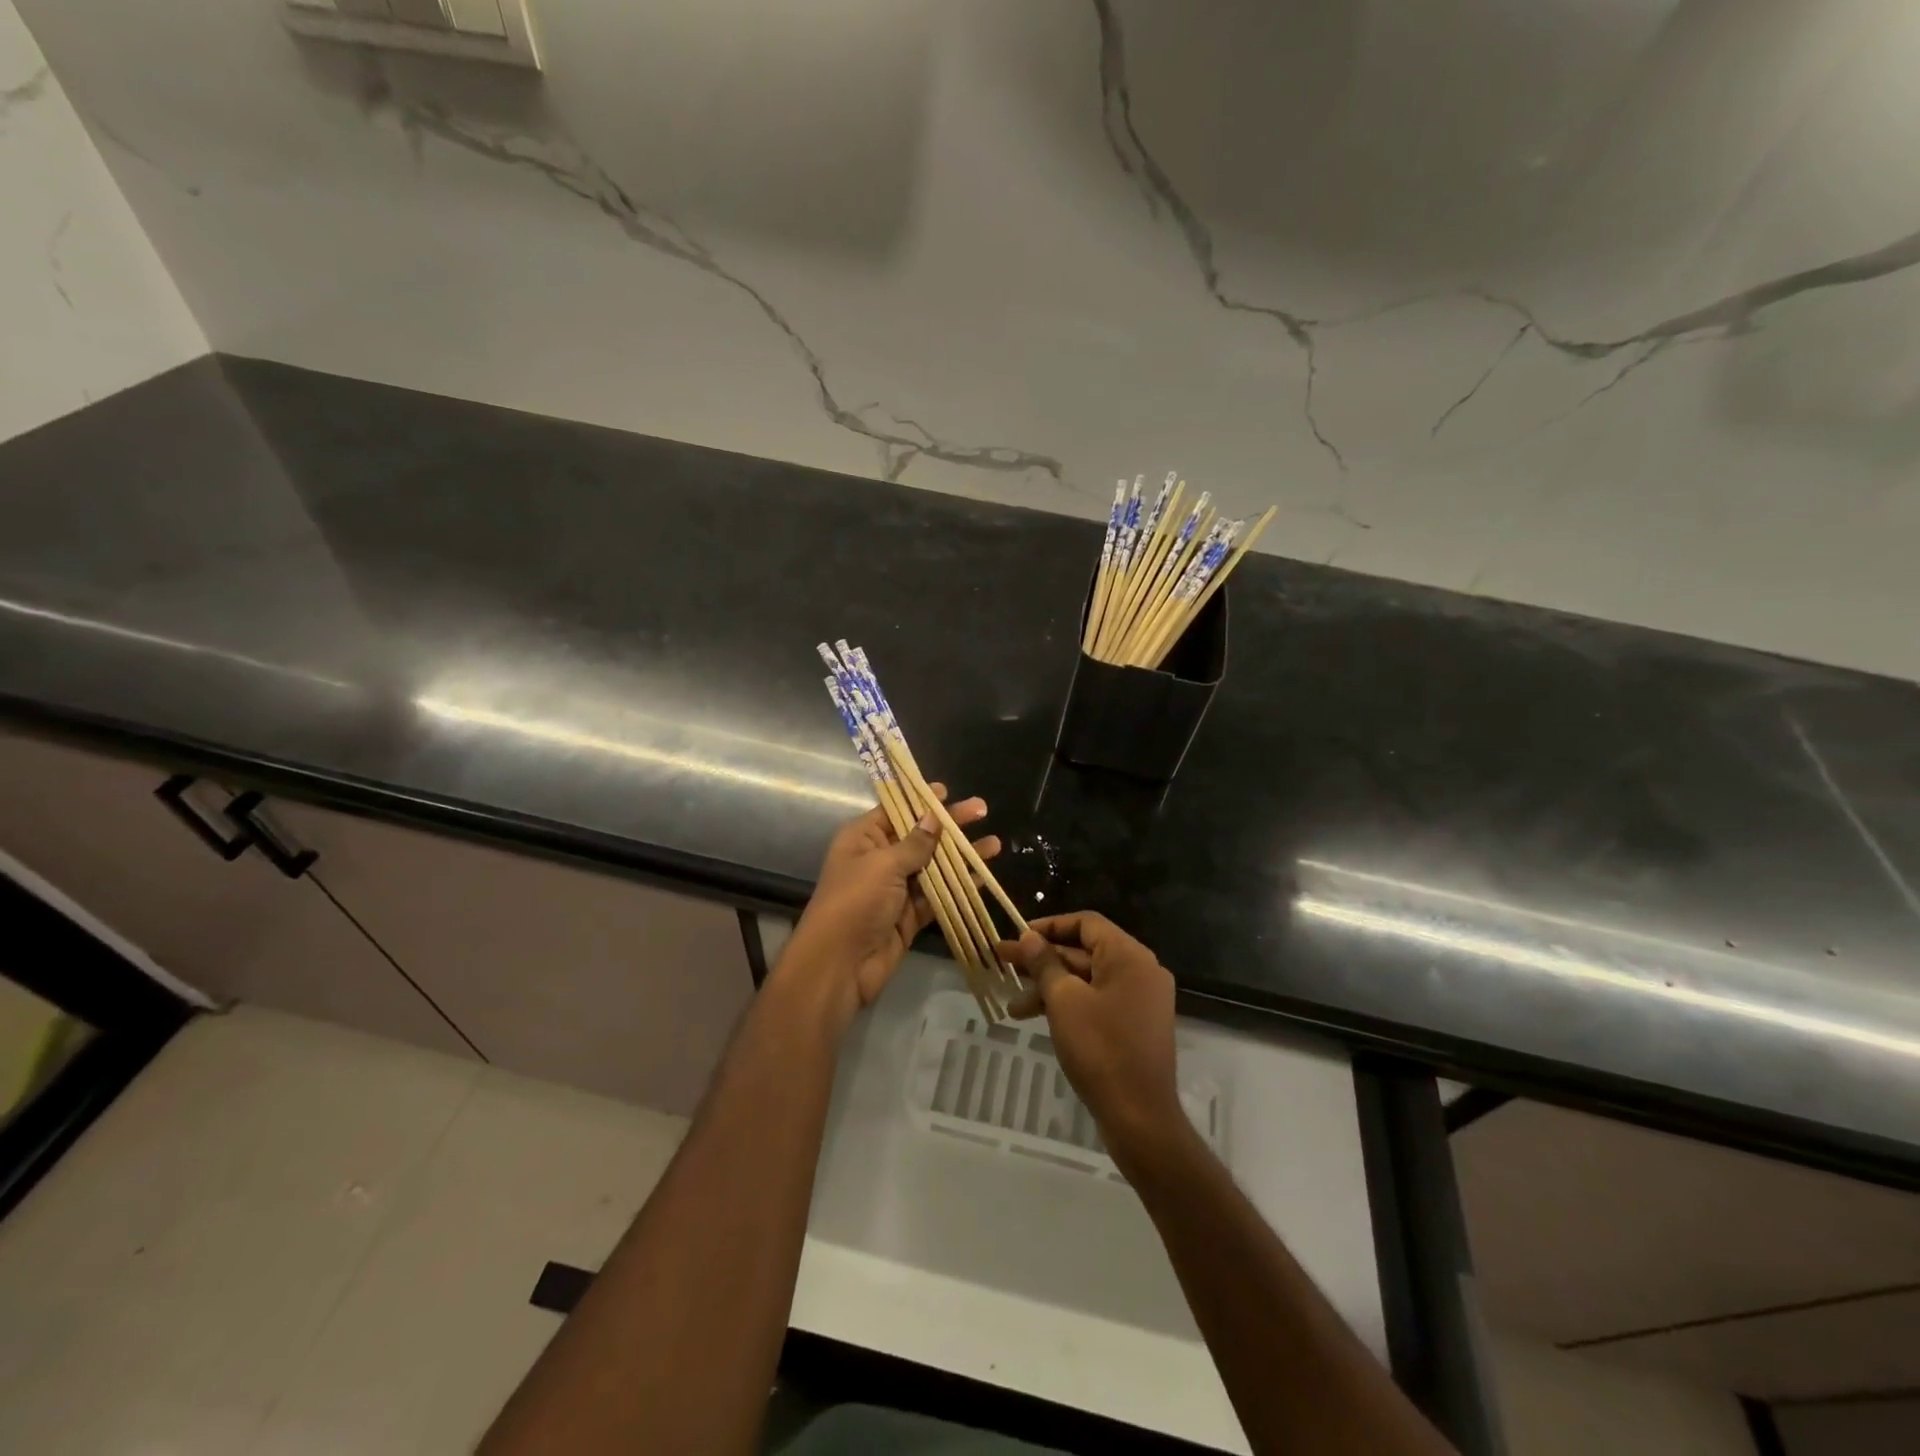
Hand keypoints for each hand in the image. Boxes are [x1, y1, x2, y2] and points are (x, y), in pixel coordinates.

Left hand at [780, 786, 998, 1024]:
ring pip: (933, 866)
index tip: (947, 792)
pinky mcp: (908, 916)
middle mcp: (879, 859)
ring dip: (961, 856)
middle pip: (919, 836)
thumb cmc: (855, 902)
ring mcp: (895, 889)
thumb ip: (915, 843)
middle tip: (982, 810)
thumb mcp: (884, 865)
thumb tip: (933, 817)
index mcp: (863, 838)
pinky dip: (958, 887)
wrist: (839, 965)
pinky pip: (937, 896)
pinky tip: (982, 877)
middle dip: (950, 825)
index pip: (895, 811)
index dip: (921, 801)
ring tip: (994, 844)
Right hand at [999, 912, 1184, 1164]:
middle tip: (1003, 963)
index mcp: (1129, 956)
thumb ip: (1045, 964)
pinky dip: (1068, 1005)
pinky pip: (1098, 1001)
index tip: (1018, 936)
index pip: (1086, 923)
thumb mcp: (1064, 1001)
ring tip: (1012, 1003)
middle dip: (1043, 959)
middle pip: (1085, 952)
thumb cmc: (1101, 1050)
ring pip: (1087, 980)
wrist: (1140, 1118)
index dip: (1049, 926)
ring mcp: (1140, 1000)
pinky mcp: (1135, 1025)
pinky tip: (1036, 1018)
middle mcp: (1140, 971)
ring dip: (1050, 987)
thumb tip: (1029, 937)